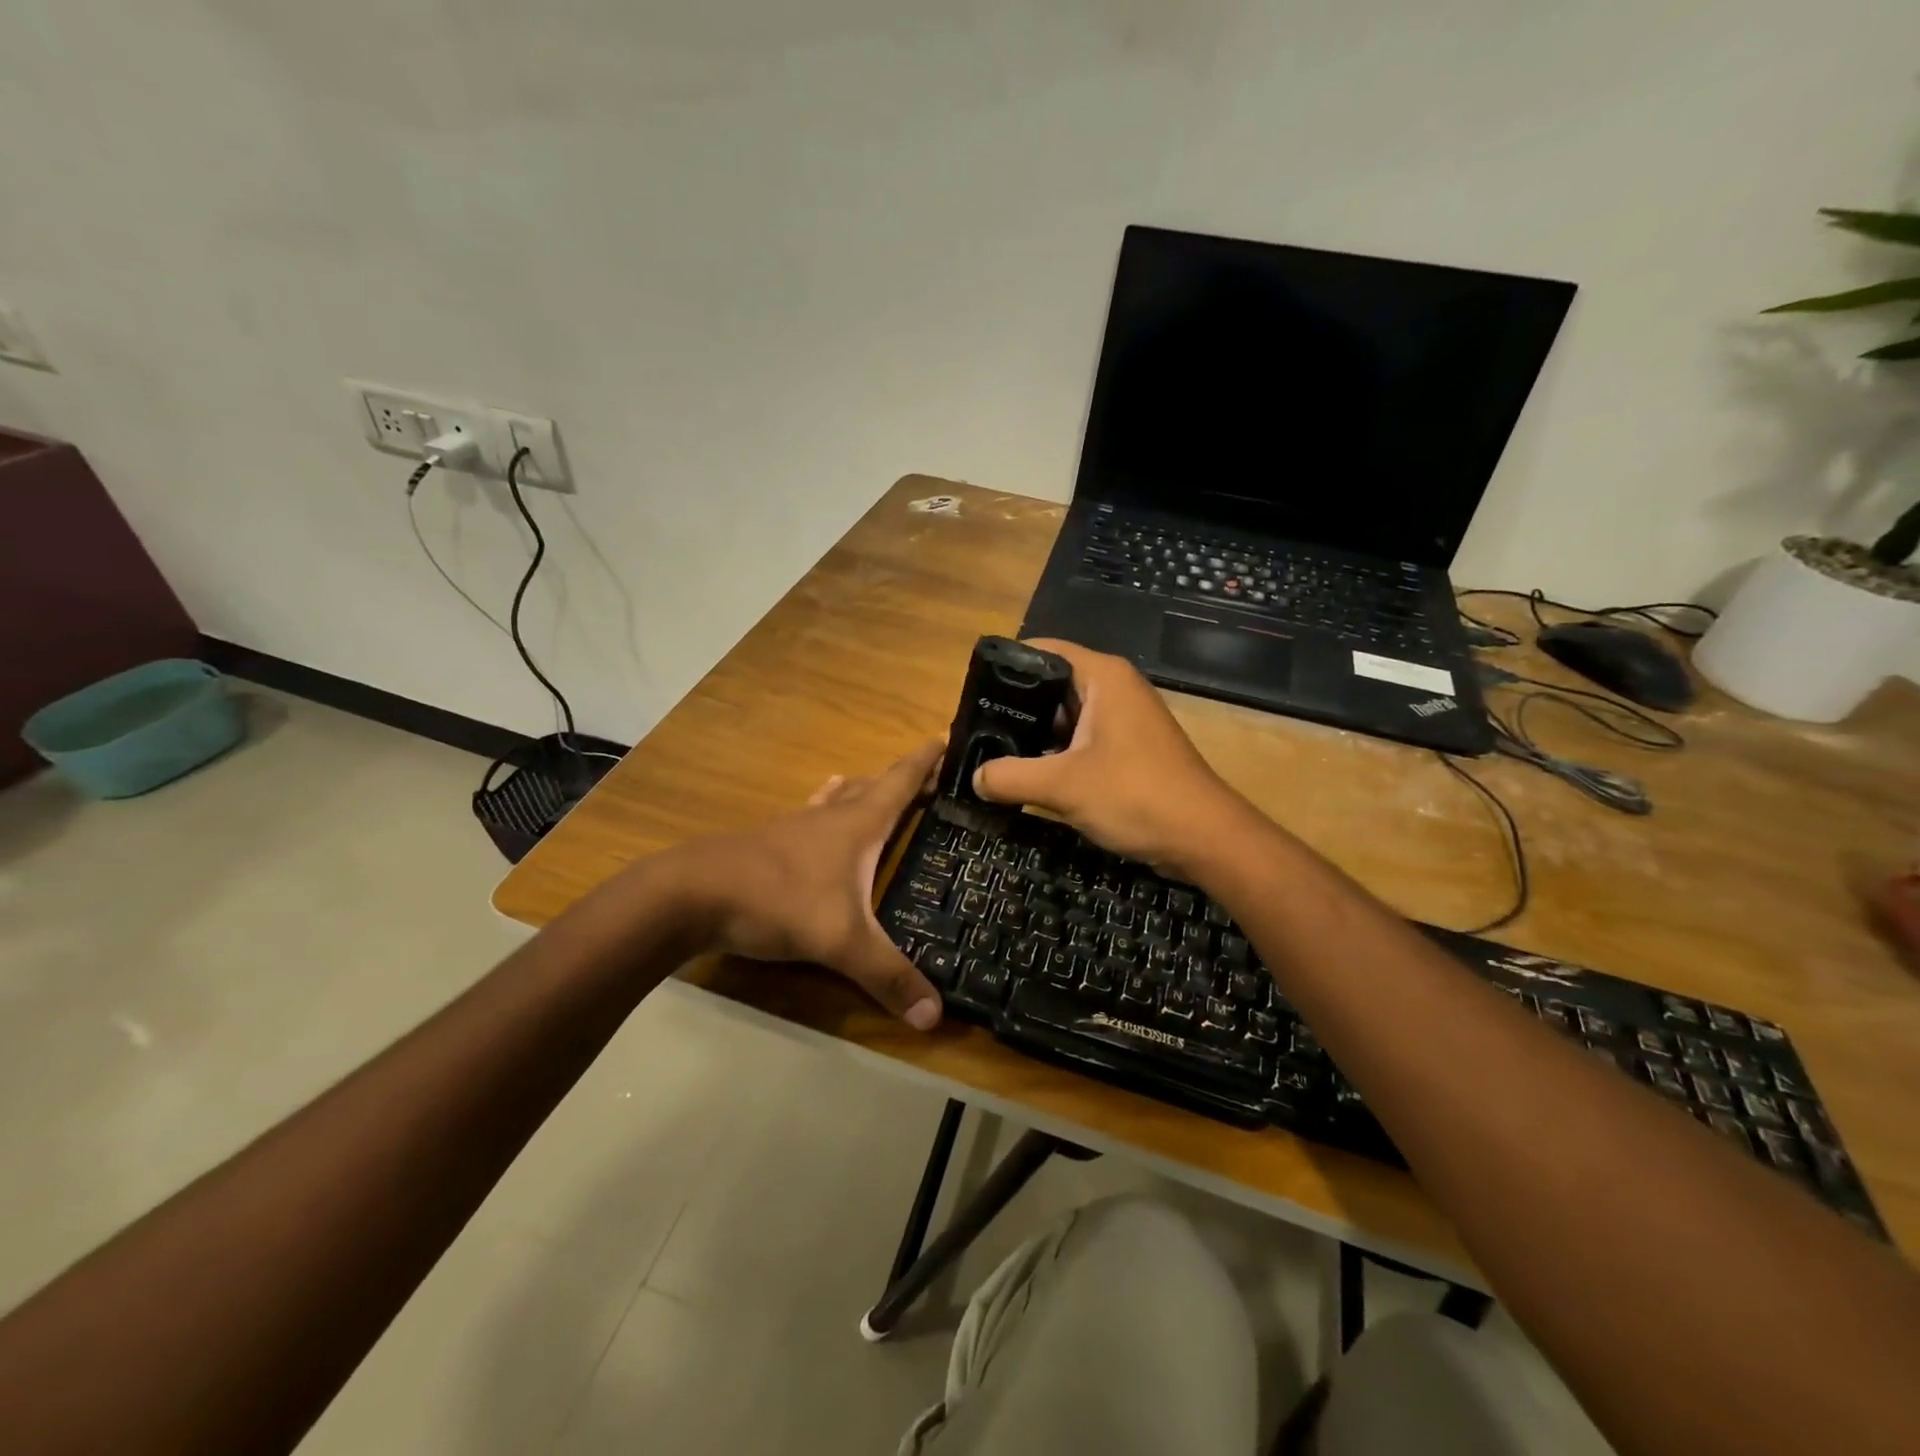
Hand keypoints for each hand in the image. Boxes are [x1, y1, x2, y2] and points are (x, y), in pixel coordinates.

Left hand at [669, 740, 945, 1028]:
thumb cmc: (777, 901)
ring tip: (878, 788)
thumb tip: (934, 1017)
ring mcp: (796, 826)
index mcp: (857, 825)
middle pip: (874, 786)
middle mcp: (830, 816)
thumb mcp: (840, 942)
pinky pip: (813, 815)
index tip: (946, 738)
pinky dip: (828, 808)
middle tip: (931, 782)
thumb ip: (887, 976)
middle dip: (904, 780)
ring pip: (840, 798)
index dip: (925, 761)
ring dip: (865, 791)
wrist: (692, 894)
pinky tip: (818, 814)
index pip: (900, 782)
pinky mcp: (770, 843)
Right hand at [971, 639, 1247, 877]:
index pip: (1043, 650)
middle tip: (973, 729)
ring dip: (1033, 736)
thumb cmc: (1135, 795)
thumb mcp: (1062, 786)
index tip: (971, 690)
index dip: (1006, 666)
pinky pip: (1081, 742)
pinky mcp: (1129, 750)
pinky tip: (1026, 776)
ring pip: (1065, 718)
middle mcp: (1115, 689)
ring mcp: (1124, 720)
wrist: (1205, 838)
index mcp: (1103, 677)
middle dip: (1014, 707)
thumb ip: (1009, 776)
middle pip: (1051, 684)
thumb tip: (974, 778)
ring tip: (988, 753)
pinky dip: (1055, 755)